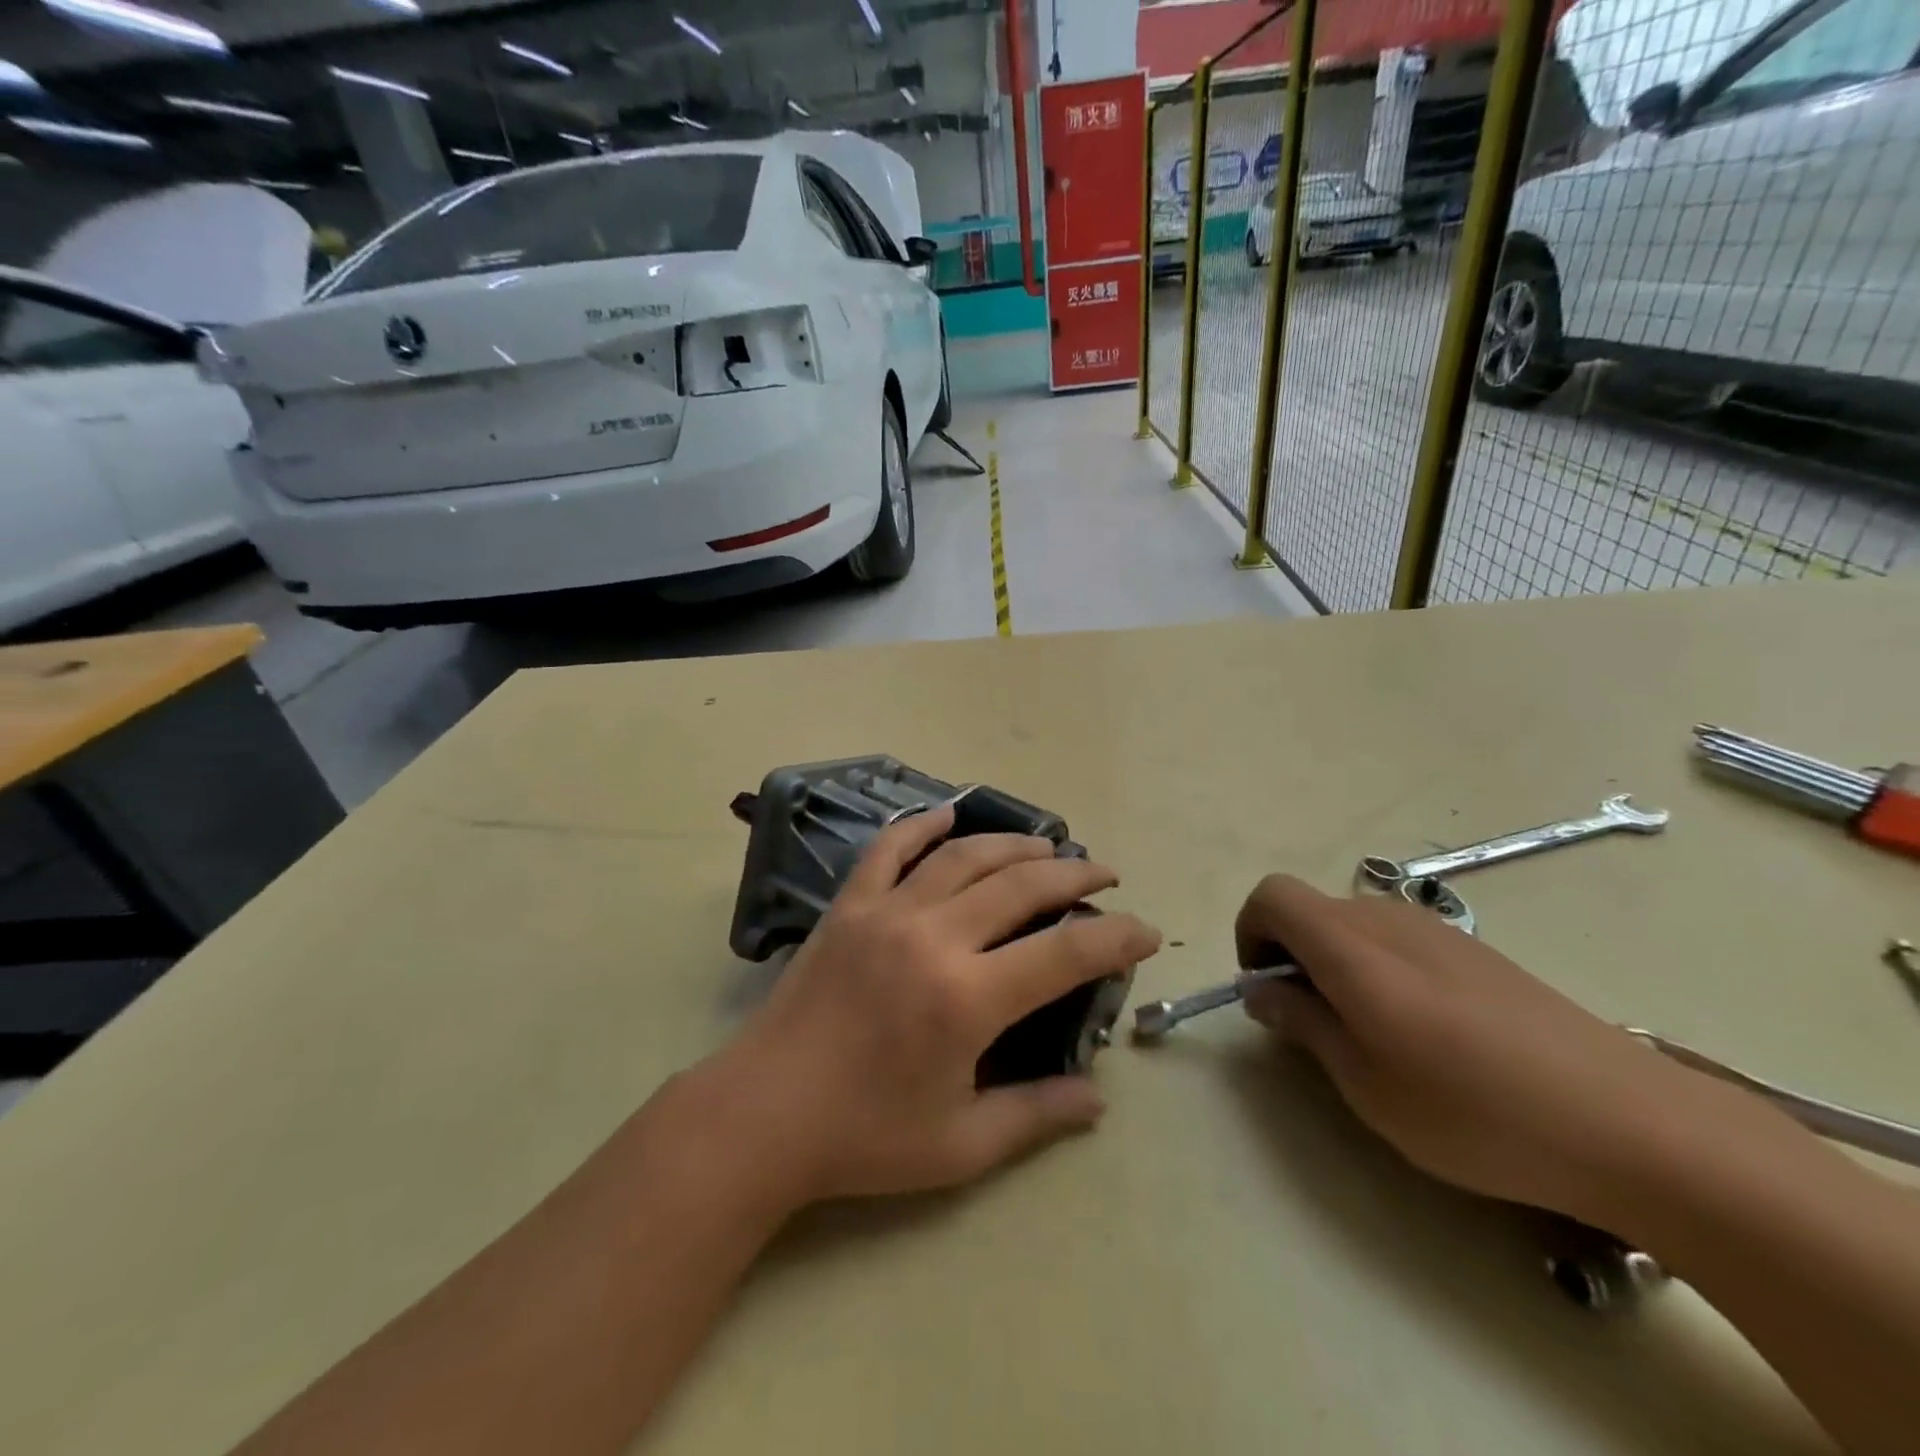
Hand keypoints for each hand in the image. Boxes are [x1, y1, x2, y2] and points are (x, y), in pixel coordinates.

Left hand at [709, 805, 1160, 1203]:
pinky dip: (922, 826)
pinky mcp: (849, 906)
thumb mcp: (960, 1145)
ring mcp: (886, 912)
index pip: (1066, 952)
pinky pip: (890, 849)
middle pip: (1021, 885)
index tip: (1145, 931)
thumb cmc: (863, 1138)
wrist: (761, 1115)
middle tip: (1104, 874)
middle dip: (1074, 874)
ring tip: (1047, 845)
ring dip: (1014, 845)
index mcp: (967, 998)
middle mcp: (933, 937)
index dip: (1116, 937)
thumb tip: (1098, 1098)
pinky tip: (948, 815)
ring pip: (964, 856)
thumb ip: (1036, 1116)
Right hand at [1234, 875, 1703, 1224]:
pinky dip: (1379, 970)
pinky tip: (1428, 1035)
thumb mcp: (1367, 1084)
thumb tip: (1263, 990)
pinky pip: (1399, 942)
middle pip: (1312, 910)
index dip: (1251, 932)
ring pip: (1355, 925)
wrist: (1634, 1127)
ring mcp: (1440, 932)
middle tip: (1314, 1025)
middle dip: (1292, 955)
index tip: (1266, 989)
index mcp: (1353, 947)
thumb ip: (1304, 1023)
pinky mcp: (1478, 952)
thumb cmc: (1477, 1112)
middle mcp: (1390, 920)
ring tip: (1372, 1036)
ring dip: (1336, 964)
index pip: (1274, 896)